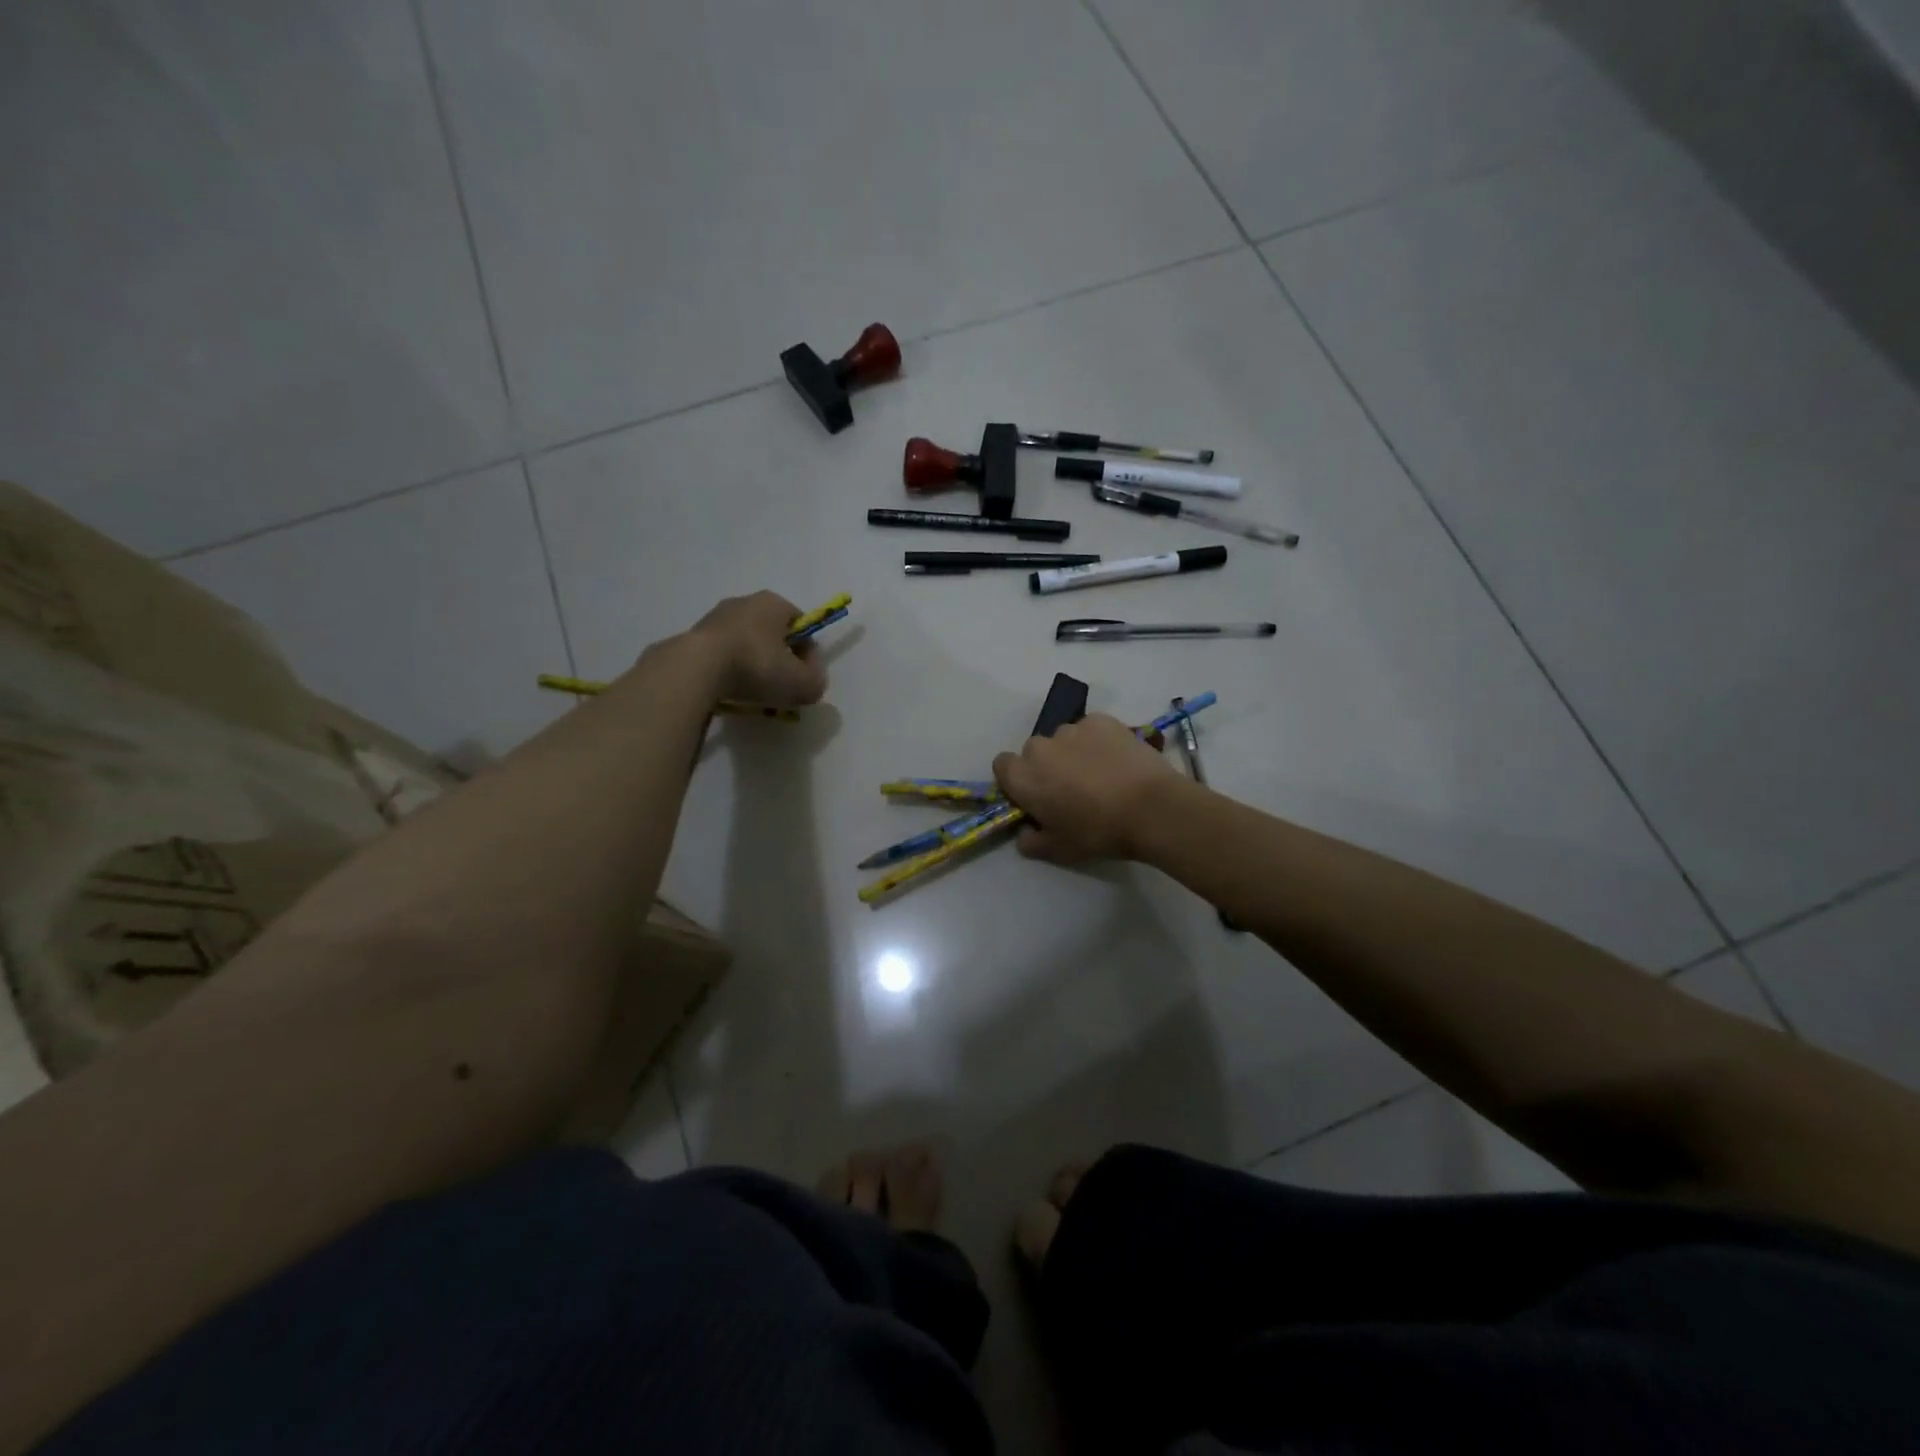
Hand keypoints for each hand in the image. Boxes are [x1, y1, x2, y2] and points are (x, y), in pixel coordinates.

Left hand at [687, 591, 829, 707]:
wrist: (697, 669)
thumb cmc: (757, 666)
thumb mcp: (802, 683)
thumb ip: (816, 681)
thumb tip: (811, 679)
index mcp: (774, 603)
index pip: (801, 625)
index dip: (808, 652)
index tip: (805, 676)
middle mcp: (744, 602)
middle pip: (773, 633)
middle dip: (780, 657)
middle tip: (781, 685)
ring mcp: (715, 617)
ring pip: (746, 643)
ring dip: (753, 663)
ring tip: (754, 691)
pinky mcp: (694, 636)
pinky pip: (722, 653)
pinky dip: (730, 669)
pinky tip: (730, 689)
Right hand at [992, 714, 1180, 863]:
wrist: (1150, 808)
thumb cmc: (1097, 832)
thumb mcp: (1059, 850)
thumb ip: (1032, 841)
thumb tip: (1025, 834)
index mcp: (1023, 777)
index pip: (1002, 766)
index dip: (1016, 780)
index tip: (1035, 796)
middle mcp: (1040, 747)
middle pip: (1034, 751)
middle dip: (1046, 766)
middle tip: (1070, 789)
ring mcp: (1072, 729)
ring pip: (1063, 739)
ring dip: (1072, 752)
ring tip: (1100, 773)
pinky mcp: (1101, 720)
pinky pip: (1090, 729)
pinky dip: (1098, 741)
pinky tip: (1117, 760)